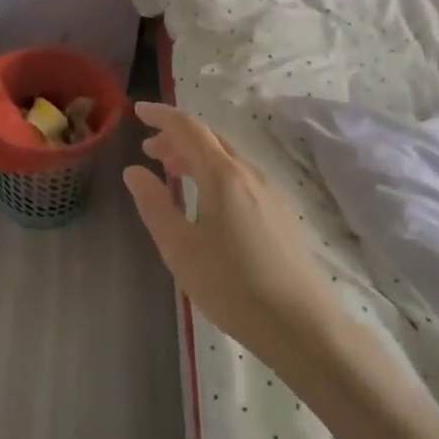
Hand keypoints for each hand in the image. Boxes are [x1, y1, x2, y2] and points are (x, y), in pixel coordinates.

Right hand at [123, 102, 438, 438]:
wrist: (304, 327)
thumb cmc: (233, 287)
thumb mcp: (180, 248)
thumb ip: (154, 204)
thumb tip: (135, 171)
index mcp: (223, 175)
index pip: (188, 128)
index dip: (161, 115)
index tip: (138, 111)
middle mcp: (250, 174)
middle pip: (210, 139)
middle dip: (177, 137)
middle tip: (150, 151)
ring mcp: (271, 193)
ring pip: (228, 158)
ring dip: (197, 156)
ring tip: (173, 174)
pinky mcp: (282, 214)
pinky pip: (242, 177)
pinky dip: (215, 173)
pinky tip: (207, 202)